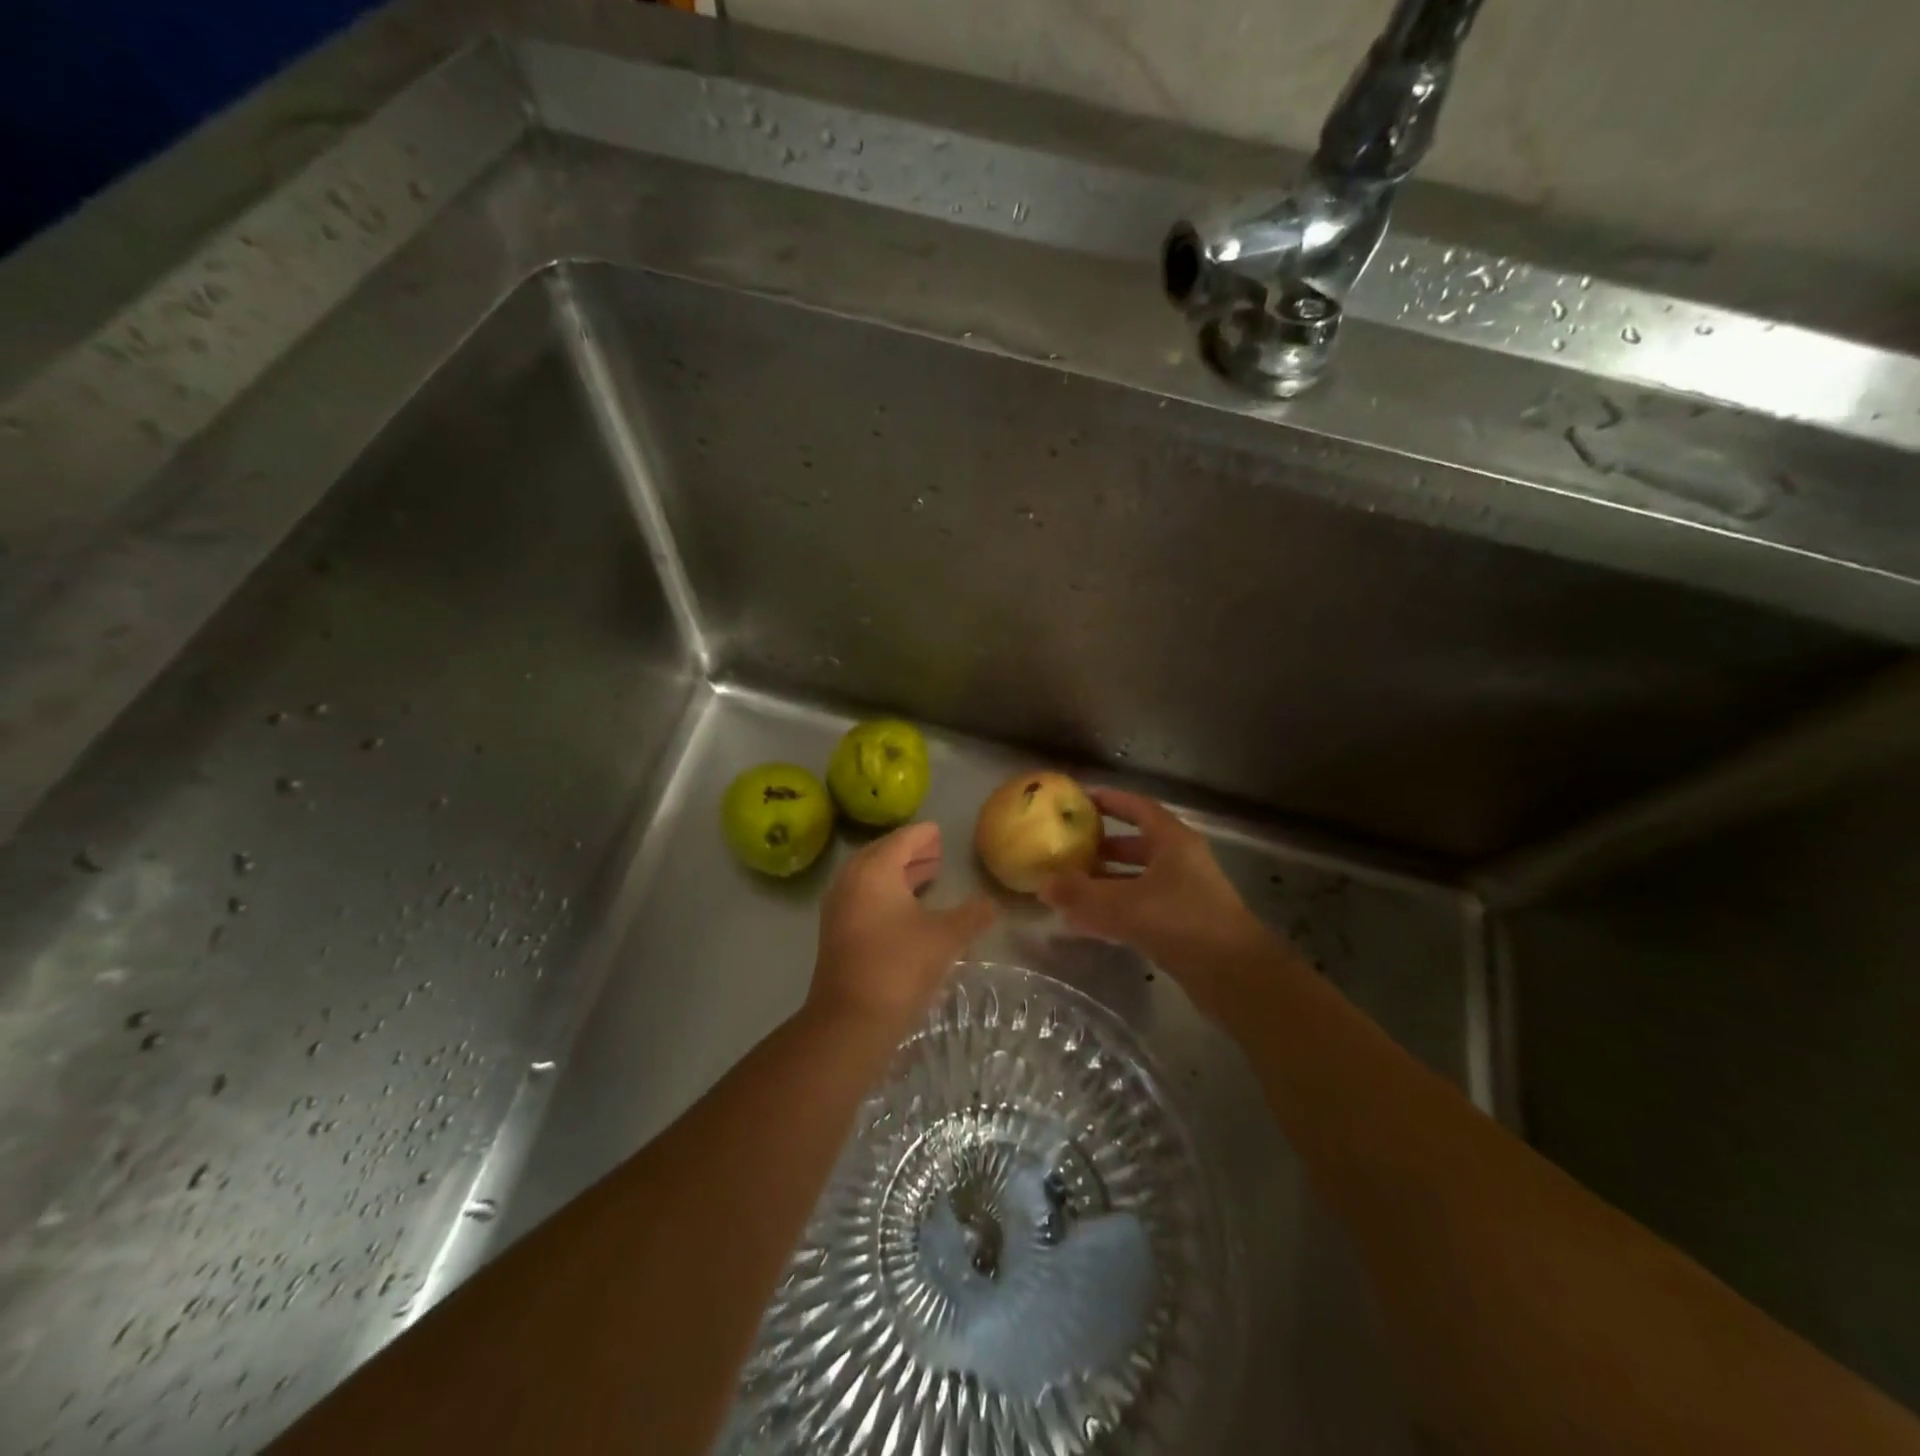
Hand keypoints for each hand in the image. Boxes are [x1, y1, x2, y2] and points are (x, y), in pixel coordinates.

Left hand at [808, 822, 996, 1029]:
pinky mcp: (836, 933)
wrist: (851, 1020)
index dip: (922, 835)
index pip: (901, 840)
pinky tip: (908, 910)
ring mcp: (839, 908)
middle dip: (910, 853)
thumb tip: (992, 904)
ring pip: (871, 878)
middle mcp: (851, 881)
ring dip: (898, 874)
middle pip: (882, 855)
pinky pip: (864, 898)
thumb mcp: (946, 937)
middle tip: (936, 851)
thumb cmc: (900, 967)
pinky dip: (886, 894)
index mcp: (875, 870)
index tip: (938, 831)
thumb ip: (972, 915)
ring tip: (928, 876)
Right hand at [1039, 789, 1270, 1012]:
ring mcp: (1184, 895)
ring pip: (1136, 880)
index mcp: (1173, 841)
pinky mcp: (1182, 927)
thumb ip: (1080, 893)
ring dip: (1104, 883)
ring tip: (1068, 888)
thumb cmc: (1182, 922)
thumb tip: (1043, 883)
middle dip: (1101, 847)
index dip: (1110, 801)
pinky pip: (1140, 910)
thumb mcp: (1123, 904)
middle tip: (1067, 848)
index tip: (1079, 800)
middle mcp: (1180, 862)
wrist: (1235, 976)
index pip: (1138, 808)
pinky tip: (1085, 925)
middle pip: (1136, 845)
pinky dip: (1114, 912)